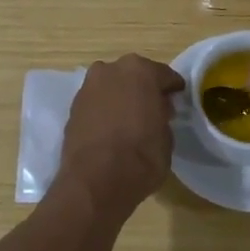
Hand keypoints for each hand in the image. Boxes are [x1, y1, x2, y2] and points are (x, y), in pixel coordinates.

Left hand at [57, 54, 185, 212]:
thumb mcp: (167, 137)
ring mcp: (88, 86)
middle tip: (153, 109)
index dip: (172, 89)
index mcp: (141, 70)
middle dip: (143, 89)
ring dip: (121, 97)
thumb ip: (162, 115)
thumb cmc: (141, 156)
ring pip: (112, 86)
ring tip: (129, 120)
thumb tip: (157, 112)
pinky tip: (110, 128)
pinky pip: (96, 102)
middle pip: (134, 75)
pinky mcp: (72, 106)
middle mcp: (112, 70)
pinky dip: (104, 110)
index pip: (164, 75)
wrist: (95, 180)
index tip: (176, 100)